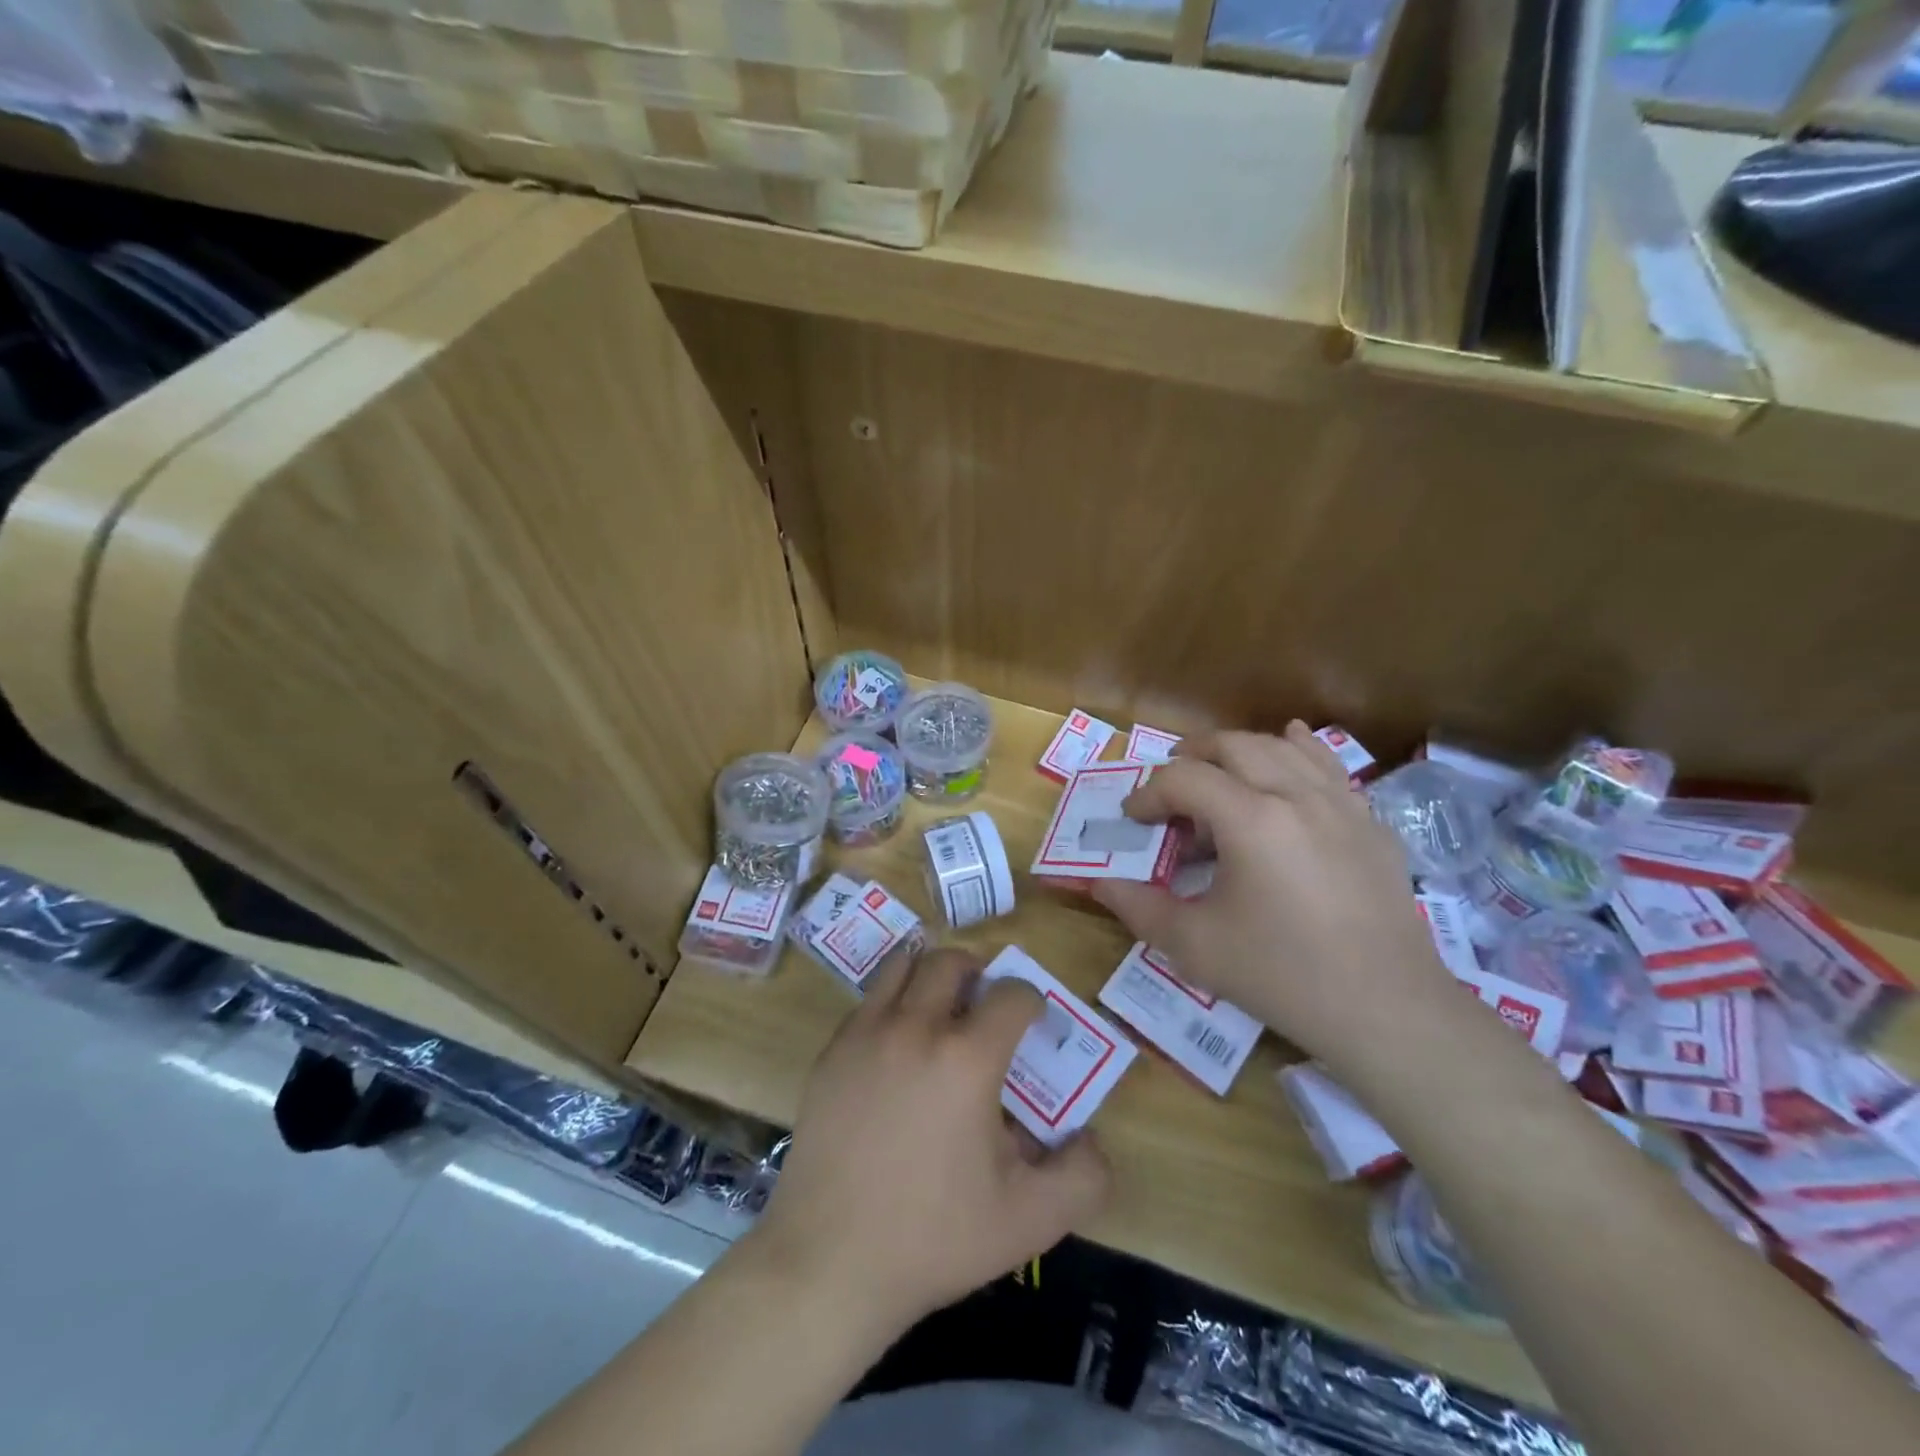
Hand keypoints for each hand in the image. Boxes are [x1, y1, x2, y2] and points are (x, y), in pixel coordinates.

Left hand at [750, 949, 1111, 1339]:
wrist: (829, 1262)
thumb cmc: (934, 1238)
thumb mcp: (1029, 1220)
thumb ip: (1082, 1176)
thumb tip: (1093, 1138)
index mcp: (967, 1058)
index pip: (1012, 995)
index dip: (1031, 1002)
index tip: (1033, 1023)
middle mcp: (916, 1027)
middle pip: (951, 962)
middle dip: (978, 973)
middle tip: (985, 1005)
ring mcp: (866, 1034)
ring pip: (903, 966)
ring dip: (930, 974)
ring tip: (940, 1008)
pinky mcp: (831, 1052)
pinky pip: (869, 1001)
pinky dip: (892, 1003)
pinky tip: (897, 1046)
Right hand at [1093, 722, 1452, 1077]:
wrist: (1387, 1010)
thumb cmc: (1281, 976)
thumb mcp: (1194, 946)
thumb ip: (1138, 907)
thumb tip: (1098, 882)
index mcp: (1250, 820)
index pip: (1183, 779)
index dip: (1148, 794)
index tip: (1132, 821)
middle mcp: (1296, 795)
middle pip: (1232, 746)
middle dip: (1190, 758)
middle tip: (1169, 790)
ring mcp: (1340, 804)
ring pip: (1281, 747)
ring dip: (1238, 750)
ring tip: (1217, 772)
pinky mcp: (1369, 822)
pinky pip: (1329, 765)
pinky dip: (1300, 748)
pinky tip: (1290, 742)